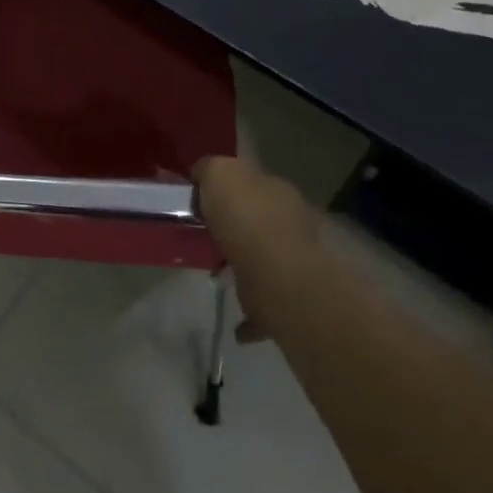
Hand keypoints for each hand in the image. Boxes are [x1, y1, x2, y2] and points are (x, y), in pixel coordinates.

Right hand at [195, 156, 324, 341]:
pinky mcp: (285, 296)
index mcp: (275, 189)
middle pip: (258, 218)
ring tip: (215, 270)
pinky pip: (263, 304)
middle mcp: (289, 222)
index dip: (227, 187)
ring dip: (242, 263)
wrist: (274, 275)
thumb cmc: (245, 217)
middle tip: (205, 233)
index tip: (201, 199)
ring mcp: (291, 260)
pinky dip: (250, 314)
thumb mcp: (219, 173)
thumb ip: (210, 169)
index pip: (250, 181)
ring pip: (262, 258)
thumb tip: (203, 175)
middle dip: (237, 225)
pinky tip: (235, 323)